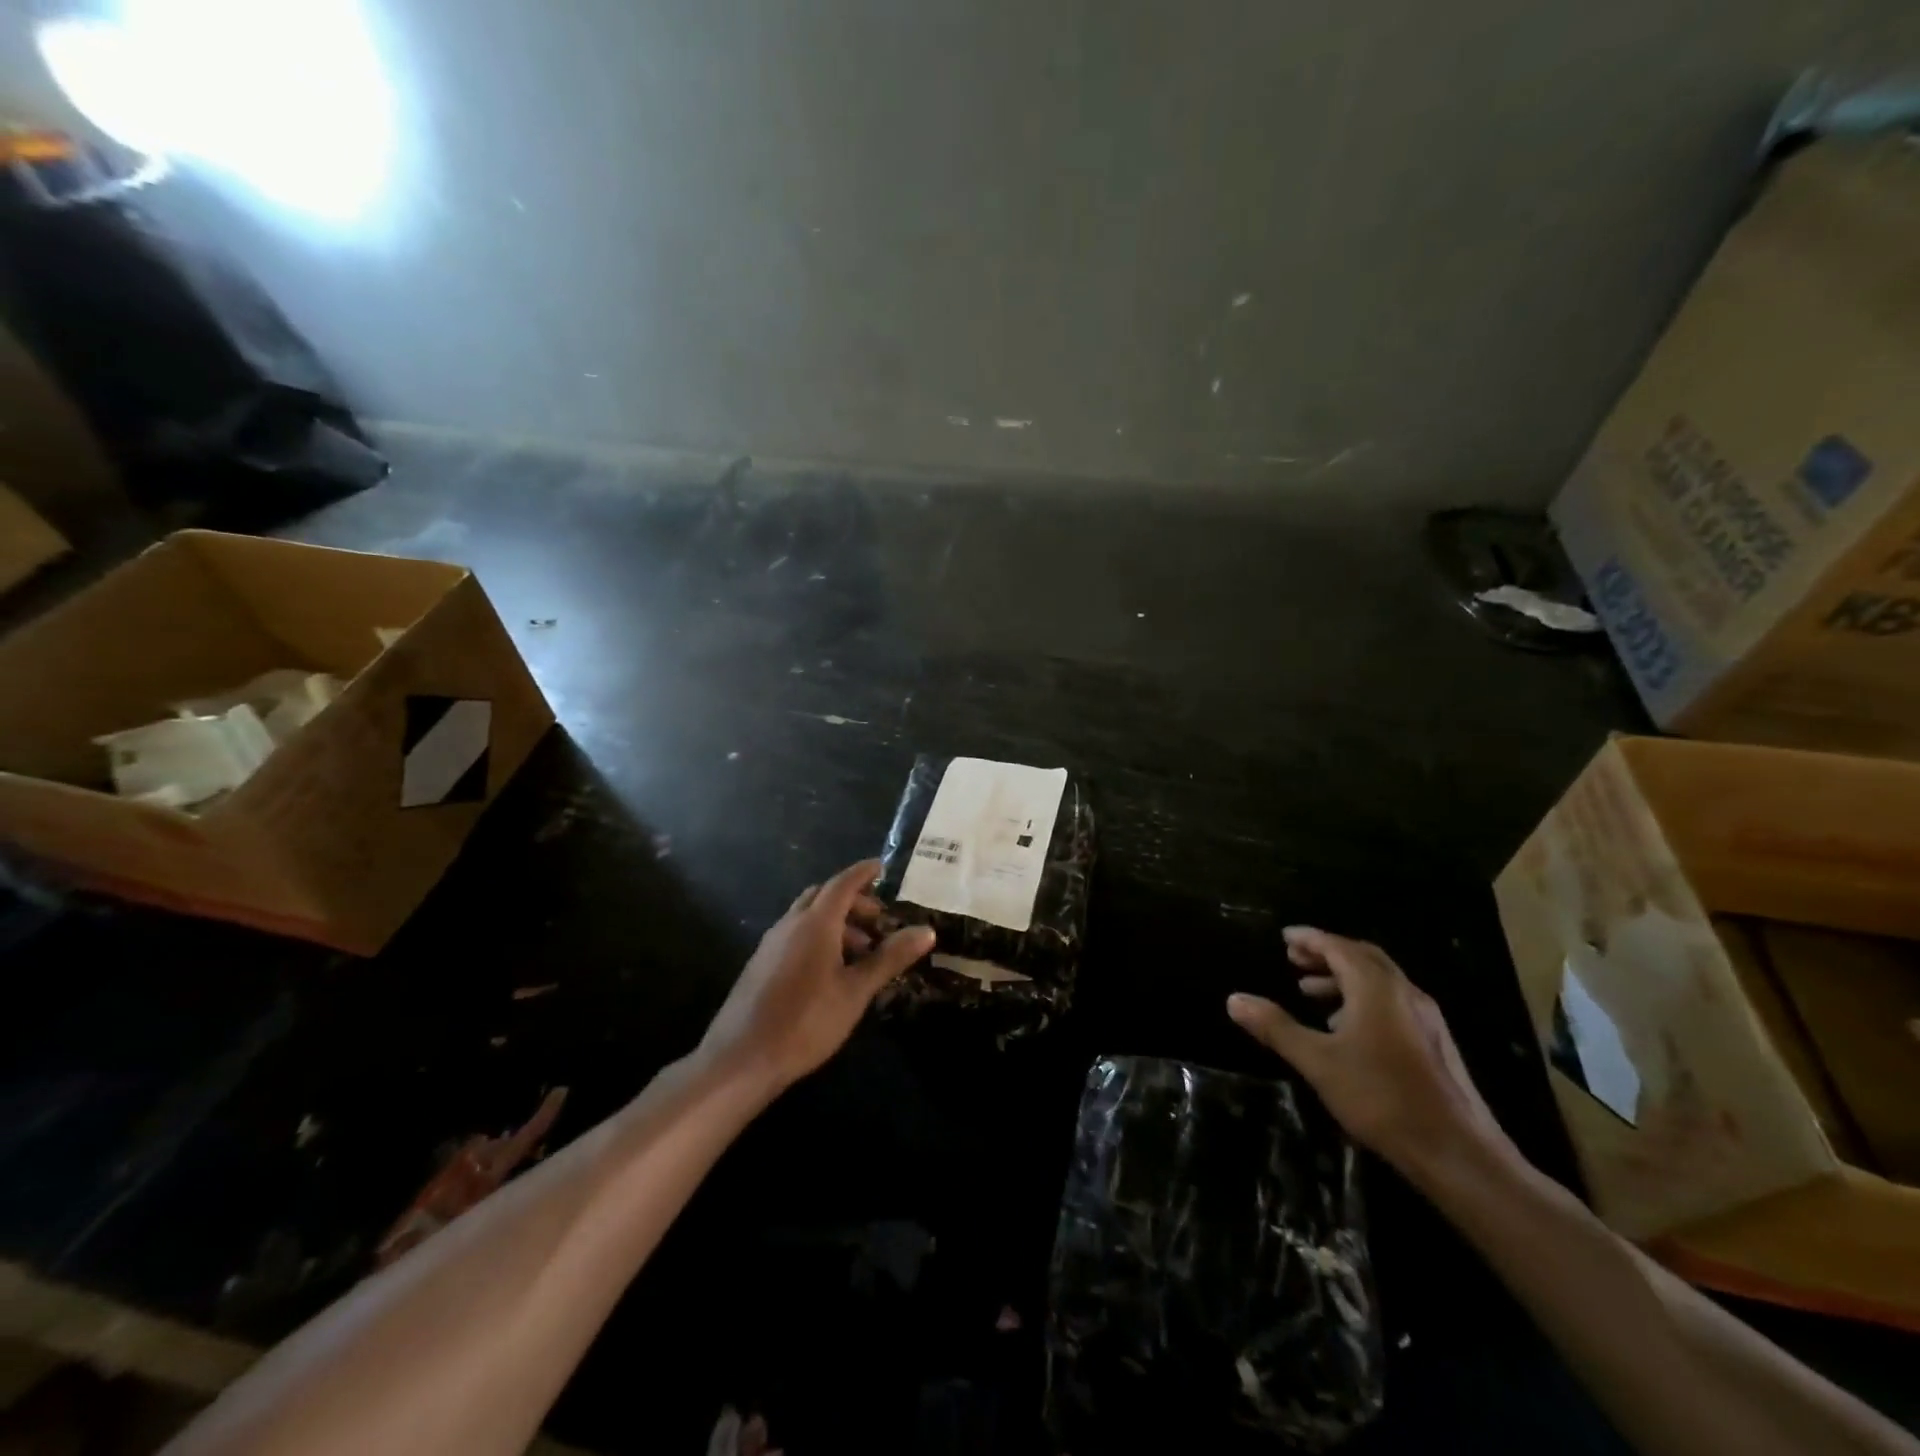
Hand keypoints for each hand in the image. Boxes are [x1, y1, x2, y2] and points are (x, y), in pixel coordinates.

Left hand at [699, 859, 934, 1093]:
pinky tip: (830, 970)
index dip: (863, 873)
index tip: (882, 866)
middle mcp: (790, 924)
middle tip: (878, 919)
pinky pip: (795, 935)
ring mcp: (771, 943)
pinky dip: (818, 937)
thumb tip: (927, 930)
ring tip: (861, 951)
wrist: (741, 1059)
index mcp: (815, 923)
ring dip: (836, 922)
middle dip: (852, 900)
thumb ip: (889, 958)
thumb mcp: (856, 991)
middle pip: (823, 896)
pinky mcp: (761, 964)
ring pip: (807, 917)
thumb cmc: (806, 1021)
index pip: (843, 883)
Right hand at [1227, 926, 1518, 1186]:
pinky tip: (1347, 1029)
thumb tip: (1235, 999)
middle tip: (1295, 958)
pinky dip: (1363, 999)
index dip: (1310, 938)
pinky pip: (1392, 1002)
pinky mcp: (1434, 1043)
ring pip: (1379, 981)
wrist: (1457, 1152)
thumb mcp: (1317, 1061)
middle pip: (1362, 957)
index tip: (1285, 937)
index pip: (1338, 947)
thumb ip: (1276, 1027)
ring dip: (1344, 978)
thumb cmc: (1381, 1097)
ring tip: (1311, 992)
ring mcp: (1425, 1018)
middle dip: (1327, 953)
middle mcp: (1404, 992)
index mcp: (1376, 988)